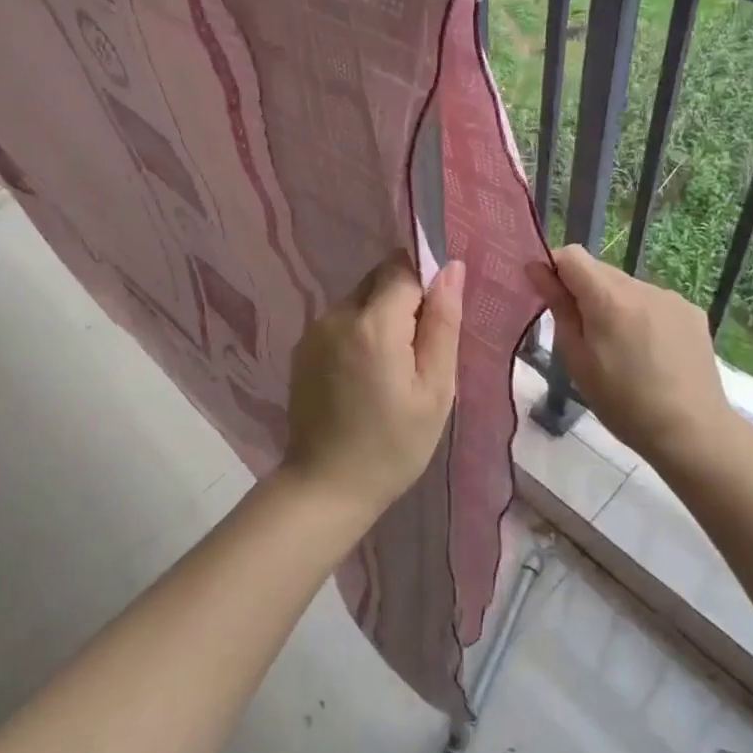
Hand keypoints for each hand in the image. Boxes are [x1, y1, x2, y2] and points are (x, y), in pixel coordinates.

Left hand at [282, 252, 465, 516]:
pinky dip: (359, 332)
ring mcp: (315, 330)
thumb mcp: (435, 390)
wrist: (326, 486)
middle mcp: (337, 314)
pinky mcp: (302, 347)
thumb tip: (450, 267)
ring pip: (360, 298)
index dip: (426, 286)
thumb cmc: (393, 445)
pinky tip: (364, 376)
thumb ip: (443, 323)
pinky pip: (341, 320)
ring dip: (381, 317)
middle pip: (379, 278)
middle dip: (404, 301)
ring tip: (391, 370)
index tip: (436, 323)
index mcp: (374, 323)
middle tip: (418, 353)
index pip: (403, 268)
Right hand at [533, 244, 747, 472]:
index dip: (554, 269)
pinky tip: (649, 352)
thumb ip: (558, 307)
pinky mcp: (691, 312)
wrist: (691, 431)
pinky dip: (641, 316)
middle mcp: (641, 287)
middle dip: (584, 291)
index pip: (572, 255)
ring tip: (620, 349)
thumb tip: (537, 269)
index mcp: (608, 298)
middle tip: (584, 335)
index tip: (549, 297)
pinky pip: (652, 301)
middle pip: (599, 271)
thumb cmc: (622, 402)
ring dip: (613, 305)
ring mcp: (670, 297)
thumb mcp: (577, 358)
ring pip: (626, 287)